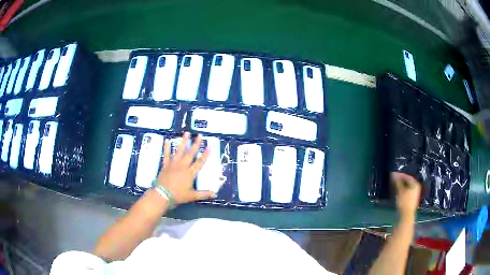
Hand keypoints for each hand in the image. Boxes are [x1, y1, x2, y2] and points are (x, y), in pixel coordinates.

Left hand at [156, 132, 215, 204]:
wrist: (162, 195)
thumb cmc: (178, 195)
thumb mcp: (192, 196)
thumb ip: (204, 194)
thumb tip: (215, 195)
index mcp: (190, 172)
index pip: (200, 162)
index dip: (205, 154)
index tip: (209, 146)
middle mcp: (183, 165)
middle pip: (190, 153)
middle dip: (196, 143)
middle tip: (199, 135)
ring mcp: (173, 164)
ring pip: (179, 150)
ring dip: (183, 141)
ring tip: (186, 133)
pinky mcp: (165, 165)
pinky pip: (166, 154)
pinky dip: (166, 147)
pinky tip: (167, 140)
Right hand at [391, 172, 420, 218]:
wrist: (406, 215)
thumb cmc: (404, 202)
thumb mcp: (400, 191)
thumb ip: (397, 182)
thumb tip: (393, 174)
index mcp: (415, 184)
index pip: (408, 177)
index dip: (401, 175)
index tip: (394, 175)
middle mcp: (416, 188)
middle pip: (408, 182)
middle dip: (401, 181)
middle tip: (394, 180)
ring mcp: (414, 194)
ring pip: (407, 187)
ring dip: (401, 186)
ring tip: (395, 186)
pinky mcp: (412, 200)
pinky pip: (407, 192)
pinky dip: (402, 190)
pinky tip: (398, 192)